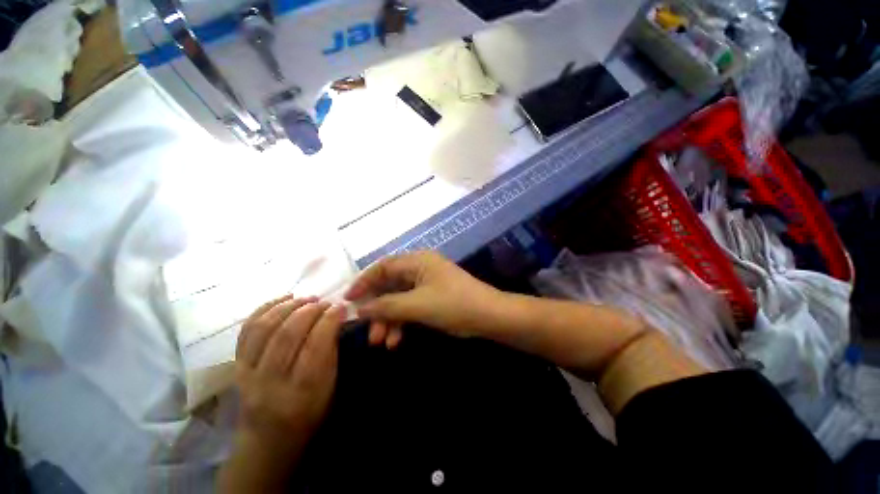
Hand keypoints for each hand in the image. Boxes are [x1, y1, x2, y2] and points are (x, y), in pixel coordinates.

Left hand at [220, 295, 345, 491]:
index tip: (340, 307)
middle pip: (287, 334)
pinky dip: (265, 308)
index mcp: (301, 392)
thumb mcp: (329, 388)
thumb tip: (336, 318)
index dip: (329, 320)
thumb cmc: (309, 413)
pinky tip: (284, 299)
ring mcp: (247, 373)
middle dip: (309, 310)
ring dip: (288, 306)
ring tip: (306, 298)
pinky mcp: (235, 366)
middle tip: (324, 302)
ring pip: (264, 328)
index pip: (315, 346)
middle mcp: (270, 382)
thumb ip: (331, 353)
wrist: (267, 439)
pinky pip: (247, 330)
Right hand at [344, 251, 505, 346]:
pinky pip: (410, 307)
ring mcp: (426, 284)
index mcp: (417, 261)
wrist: (488, 316)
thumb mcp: (417, 305)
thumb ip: (387, 306)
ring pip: (399, 300)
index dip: (364, 282)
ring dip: (389, 320)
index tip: (348, 300)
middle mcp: (420, 269)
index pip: (383, 267)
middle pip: (389, 286)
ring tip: (381, 342)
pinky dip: (402, 322)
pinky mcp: (432, 298)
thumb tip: (359, 309)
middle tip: (367, 330)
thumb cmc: (453, 304)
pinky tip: (396, 340)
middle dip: (378, 309)